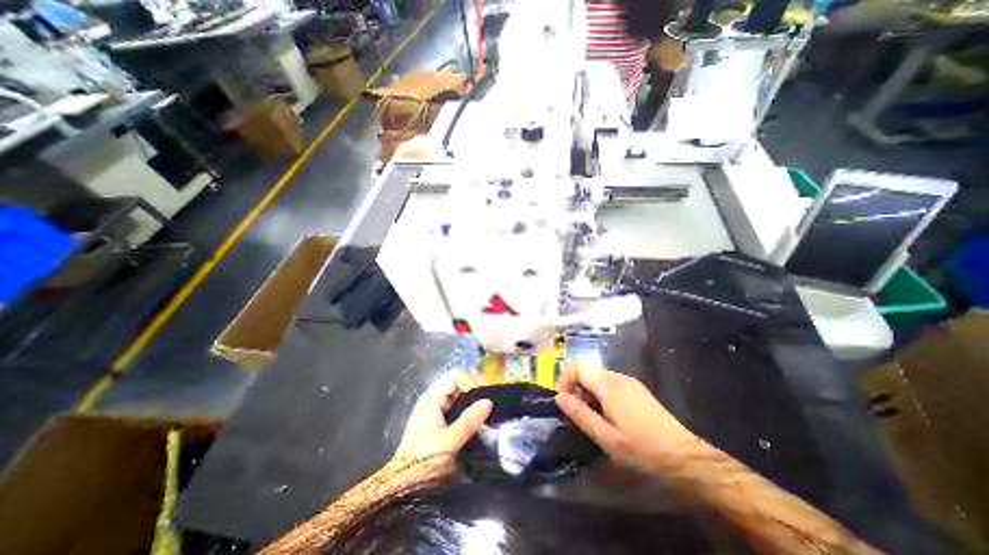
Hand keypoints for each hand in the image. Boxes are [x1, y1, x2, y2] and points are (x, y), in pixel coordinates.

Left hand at [391, 370, 489, 466]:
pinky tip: (482, 424)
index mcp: (432, 397)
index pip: (457, 376)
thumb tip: (489, 401)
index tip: (485, 400)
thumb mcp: (447, 443)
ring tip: (491, 415)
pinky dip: (473, 414)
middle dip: (477, 393)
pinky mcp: (444, 424)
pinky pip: (462, 410)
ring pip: (463, 398)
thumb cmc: (422, 463)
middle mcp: (436, 399)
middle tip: (492, 407)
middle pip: (461, 384)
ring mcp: (439, 411)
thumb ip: (468, 421)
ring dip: (477, 404)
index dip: (472, 383)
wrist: (403, 490)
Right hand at [554, 365, 693, 473]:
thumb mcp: (606, 437)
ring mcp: (630, 382)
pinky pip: (611, 384)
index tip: (564, 402)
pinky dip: (601, 395)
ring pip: (599, 378)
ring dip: (589, 393)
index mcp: (609, 385)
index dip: (566, 380)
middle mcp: (619, 377)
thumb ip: (580, 414)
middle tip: (578, 414)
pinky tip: (609, 417)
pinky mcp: (637, 390)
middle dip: (577, 389)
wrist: (685, 458)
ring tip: (592, 418)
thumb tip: (559, 398)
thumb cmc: (642, 449)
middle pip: (588, 371)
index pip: (578, 367)